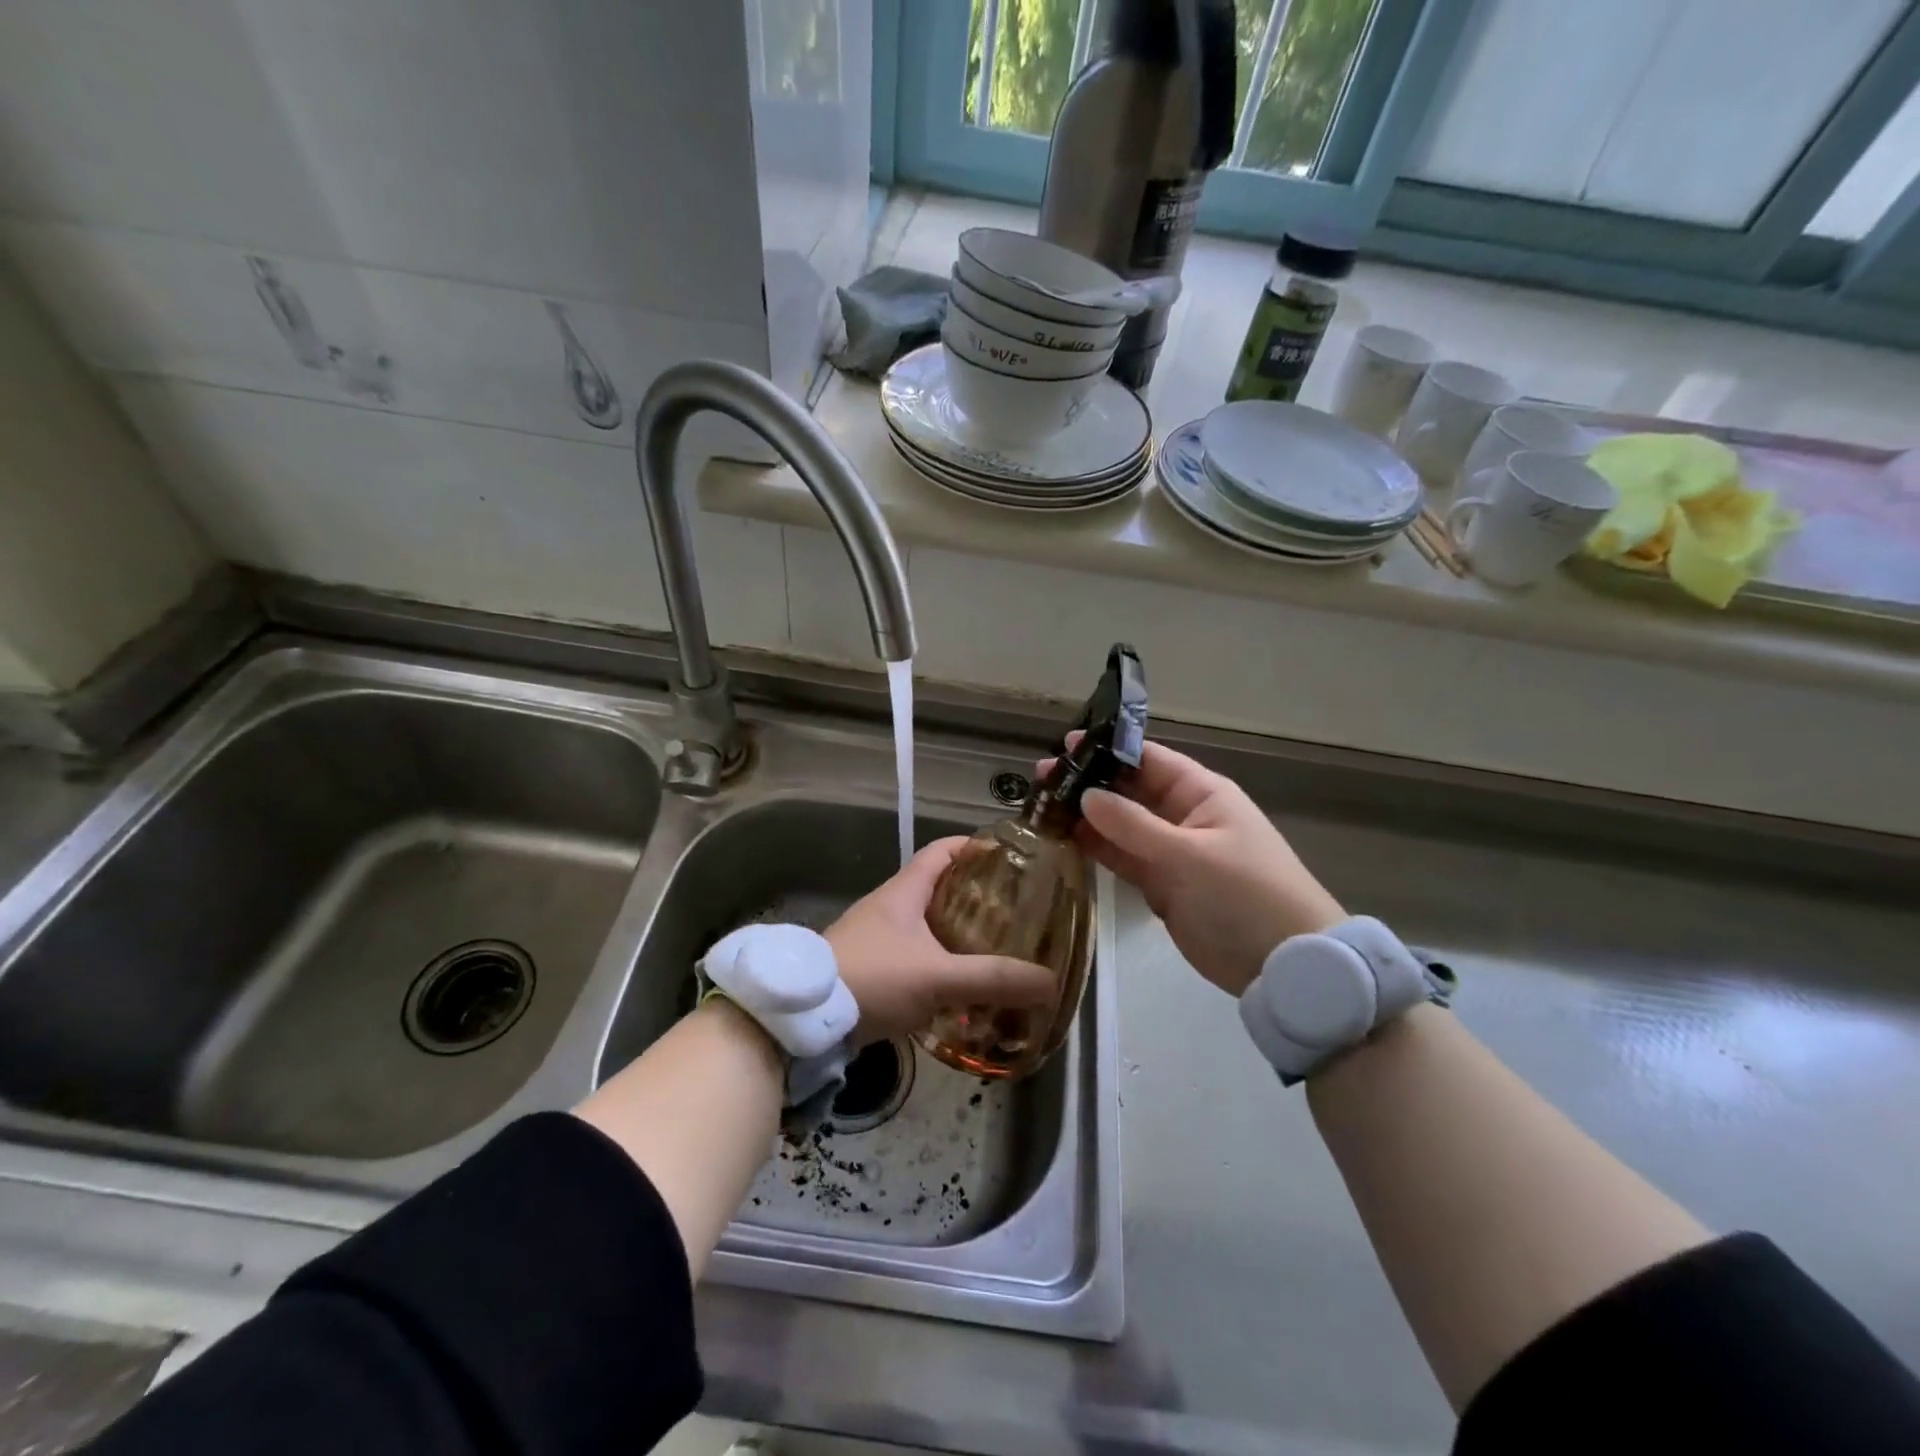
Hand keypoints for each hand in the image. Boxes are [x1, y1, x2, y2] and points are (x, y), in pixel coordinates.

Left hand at [827, 838, 1053, 1043]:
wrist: (802, 1018)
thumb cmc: (871, 978)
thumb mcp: (937, 977)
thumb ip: (992, 979)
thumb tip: (1049, 982)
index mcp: (903, 891)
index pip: (941, 851)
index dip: (973, 847)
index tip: (1008, 857)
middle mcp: (888, 907)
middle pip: (937, 888)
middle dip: (974, 898)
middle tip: (1013, 914)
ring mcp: (875, 939)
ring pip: (924, 926)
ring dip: (956, 935)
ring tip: (993, 951)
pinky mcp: (867, 969)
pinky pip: (912, 957)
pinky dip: (937, 965)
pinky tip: (957, 990)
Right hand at [1043, 738, 1344, 995]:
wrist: (1285, 966)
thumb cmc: (1244, 895)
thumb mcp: (1189, 856)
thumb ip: (1133, 826)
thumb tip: (1086, 795)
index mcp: (1201, 794)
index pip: (1148, 759)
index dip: (1108, 750)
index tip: (1064, 747)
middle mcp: (1183, 816)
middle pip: (1128, 791)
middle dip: (1087, 783)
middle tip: (1040, 779)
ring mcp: (1170, 852)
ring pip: (1120, 826)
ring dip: (1084, 817)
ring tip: (1040, 806)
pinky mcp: (1161, 885)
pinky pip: (1122, 858)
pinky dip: (1095, 849)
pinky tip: (1062, 839)